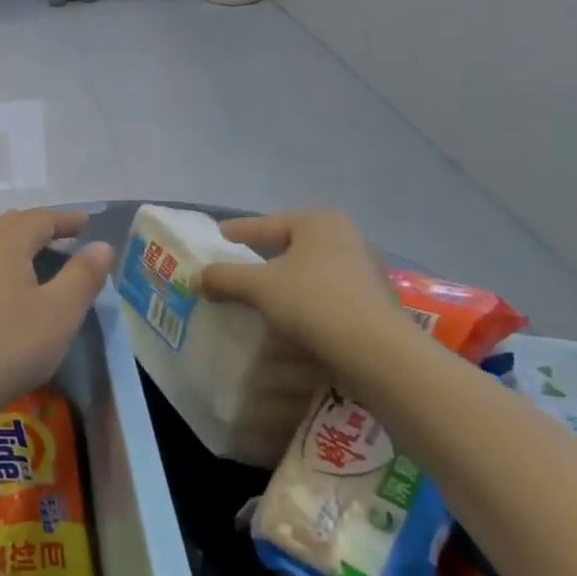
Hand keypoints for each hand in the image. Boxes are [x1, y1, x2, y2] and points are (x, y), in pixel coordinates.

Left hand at [0, 209, 114, 429]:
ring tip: (21, 244)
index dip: (65, 220)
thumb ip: (82, 279)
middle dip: (37, 226)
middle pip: (10, 224)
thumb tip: (101, 246)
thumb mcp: (57, 316)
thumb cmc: (2, 348)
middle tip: (60, 235)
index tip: (85, 224)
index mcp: (9, 244)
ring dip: (6, 239)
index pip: (41, 219)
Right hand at [199, 211, 411, 366]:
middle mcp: (346, 236)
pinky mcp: (376, 300)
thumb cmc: (314, 303)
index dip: (235, 234)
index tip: (215, 240)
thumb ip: (224, 277)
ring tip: (262, 298)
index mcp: (318, 222)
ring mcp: (367, 268)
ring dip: (286, 281)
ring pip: (311, 270)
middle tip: (236, 271)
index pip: (264, 224)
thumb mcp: (258, 287)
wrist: (379, 354)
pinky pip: (329, 292)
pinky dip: (308, 300)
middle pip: (290, 245)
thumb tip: (197, 277)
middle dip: (263, 258)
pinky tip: (294, 318)